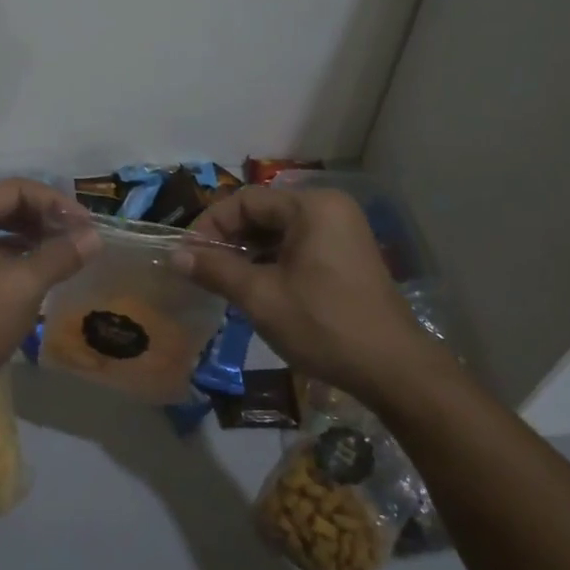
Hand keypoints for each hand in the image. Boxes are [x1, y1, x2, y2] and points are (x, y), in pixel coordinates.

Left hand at [0, 179, 99, 412]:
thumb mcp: (23, 286)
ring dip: (31, 237)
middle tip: (78, 236)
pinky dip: (14, 256)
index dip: (54, 202)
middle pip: (3, 205)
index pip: (13, 189)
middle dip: (43, 218)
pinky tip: (40, 270)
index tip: (86, 224)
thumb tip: (95, 236)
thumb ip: (61, 255)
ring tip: (65, 251)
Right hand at [179, 186, 439, 401]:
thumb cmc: (323, 325)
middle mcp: (329, 208)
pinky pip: (297, 246)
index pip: (245, 200)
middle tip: (201, 270)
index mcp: (311, 206)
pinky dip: (271, 261)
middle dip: (228, 239)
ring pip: (278, 231)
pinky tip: (254, 287)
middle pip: (262, 212)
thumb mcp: (261, 297)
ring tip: (222, 281)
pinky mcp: (346, 255)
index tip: (187, 256)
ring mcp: (342, 231)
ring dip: (248, 252)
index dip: (210, 226)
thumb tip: (176, 255)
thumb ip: (216, 269)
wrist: (393, 369)